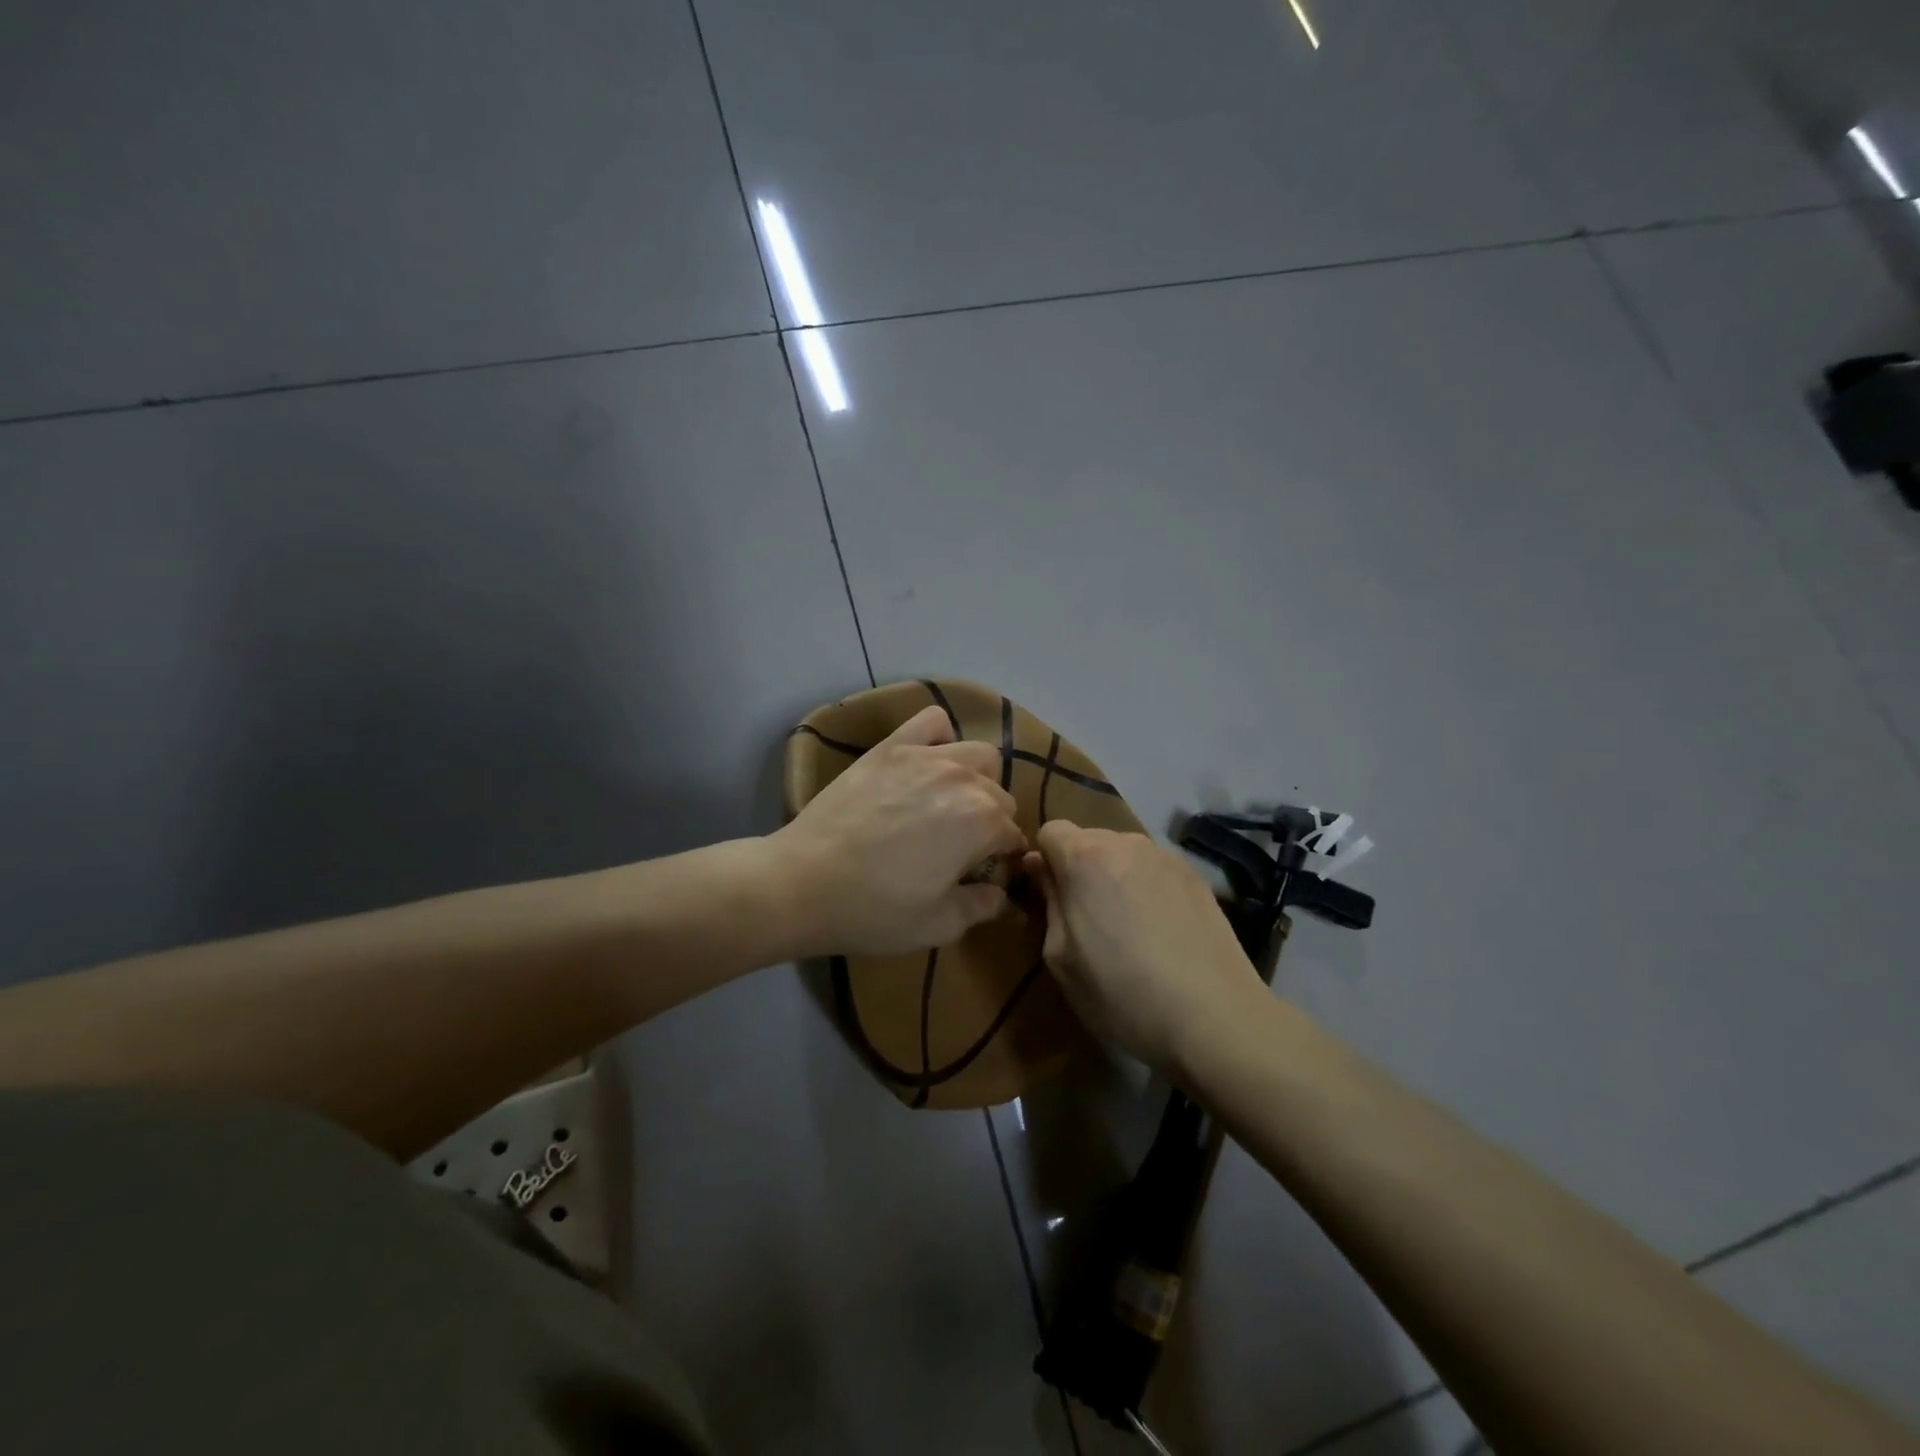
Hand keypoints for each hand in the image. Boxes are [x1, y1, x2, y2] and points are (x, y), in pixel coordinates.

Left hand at [772, 706, 1026, 956]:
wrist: (802, 882)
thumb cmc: (874, 910)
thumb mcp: (938, 924)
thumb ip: (982, 906)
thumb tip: (1002, 895)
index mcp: (982, 822)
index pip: (1012, 835)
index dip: (1003, 858)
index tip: (983, 874)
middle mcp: (963, 779)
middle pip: (999, 794)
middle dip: (991, 820)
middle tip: (962, 846)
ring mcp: (925, 756)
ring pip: (978, 754)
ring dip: (977, 778)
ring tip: (950, 801)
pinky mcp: (890, 746)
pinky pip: (932, 721)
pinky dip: (940, 736)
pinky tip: (927, 761)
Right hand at [1025, 822, 1266, 1075]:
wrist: (1214, 1018)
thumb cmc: (1121, 993)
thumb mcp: (1061, 957)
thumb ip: (1048, 901)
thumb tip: (1040, 866)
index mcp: (1085, 858)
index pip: (1050, 830)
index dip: (1044, 860)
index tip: (1048, 897)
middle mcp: (1126, 843)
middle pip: (1088, 840)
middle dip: (1079, 868)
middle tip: (1086, 919)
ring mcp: (1166, 857)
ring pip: (1123, 854)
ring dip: (1114, 877)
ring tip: (1127, 928)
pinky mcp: (1196, 877)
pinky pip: (1154, 870)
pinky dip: (1146, 888)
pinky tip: (1160, 932)